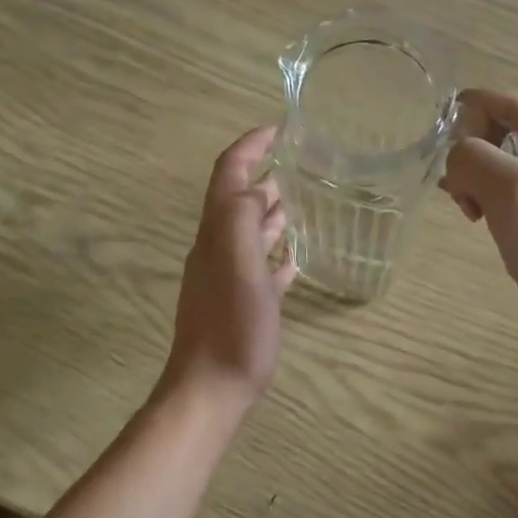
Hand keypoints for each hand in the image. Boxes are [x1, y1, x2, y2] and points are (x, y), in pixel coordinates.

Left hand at [161, 125, 296, 414]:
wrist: (212, 389)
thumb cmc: (231, 328)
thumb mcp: (238, 266)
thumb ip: (242, 220)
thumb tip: (257, 187)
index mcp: (217, 233)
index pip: (228, 174)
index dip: (249, 146)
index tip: (279, 128)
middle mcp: (219, 248)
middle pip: (240, 200)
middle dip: (266, 174)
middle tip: (303, 161)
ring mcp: (230, 278)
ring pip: (252, 232)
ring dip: (274, 212)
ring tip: (306, 200)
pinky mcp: (244, 303)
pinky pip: (262, 267)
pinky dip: (278, 253)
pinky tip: (297, 257)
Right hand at [440, 91, 517, 319]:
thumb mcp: (508, 188)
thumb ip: (469, 158)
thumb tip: (455, 163)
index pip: (477, 103)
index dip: (458, 136)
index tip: (459, 177)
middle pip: (480, 129)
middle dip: (464, 162)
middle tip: (469, 201)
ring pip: (486, 156)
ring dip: (472, 183)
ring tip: (477, 214)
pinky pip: (499, 178)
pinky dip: (485, 197)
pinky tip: (488, 220)